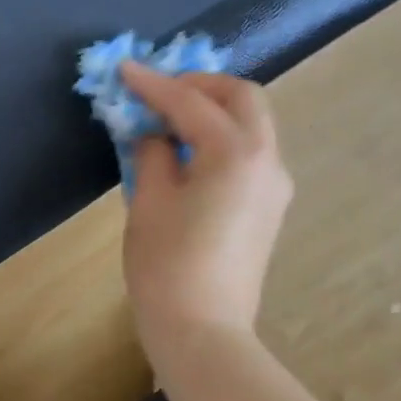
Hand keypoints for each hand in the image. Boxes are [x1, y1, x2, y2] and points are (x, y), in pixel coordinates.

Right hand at [118, 64, 293, 350]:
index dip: (154, 84)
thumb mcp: (149, 202)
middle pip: (242, 98)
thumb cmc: (167, 266)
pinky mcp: (270, 207)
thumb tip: (155, 134)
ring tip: (170, 121)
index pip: (192, 103)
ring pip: (252, 124)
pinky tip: (190, 154)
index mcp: (236, 153)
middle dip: (200, 86)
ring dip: (214, 111)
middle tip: (159, 93)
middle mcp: (268, 160)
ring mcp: (275, 185)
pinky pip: (250, 153)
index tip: (125, 69)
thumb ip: (153, 153)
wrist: (203, 331)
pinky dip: (222, 139)